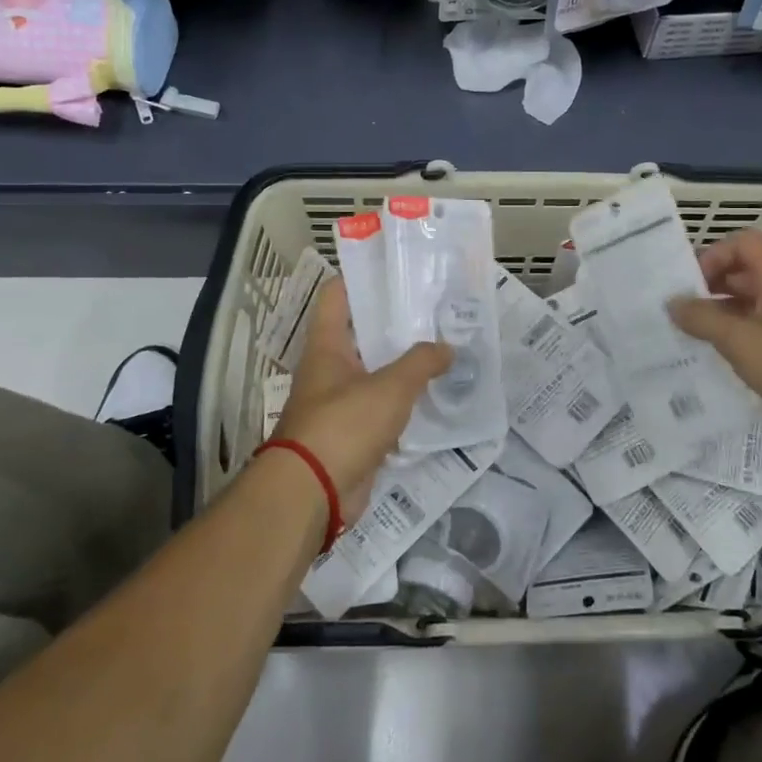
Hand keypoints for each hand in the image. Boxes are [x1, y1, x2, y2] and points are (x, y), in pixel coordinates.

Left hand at [267, 280, 449, 522]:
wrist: (313, 493)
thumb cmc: (344, 424)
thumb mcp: (390, 387)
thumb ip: (421, 363)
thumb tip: (447, 348)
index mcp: (327, 346)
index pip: (337, 295)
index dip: (362, 277)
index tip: (396, 268)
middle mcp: (329, 368)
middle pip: (361, 333)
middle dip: (394, 322)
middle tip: (434, 310)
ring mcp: (339, 402)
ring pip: (374, 371)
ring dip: (402, 363)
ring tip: (442, 347)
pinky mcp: (352, 433)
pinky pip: (381, 407)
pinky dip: (403, 401)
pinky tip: (433, 394)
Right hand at [668, 229, 761, 430]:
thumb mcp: (739, 342)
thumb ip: (702, 319)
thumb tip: (673, 303)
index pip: (741, 243)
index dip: (711, 256)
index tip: (691, 286)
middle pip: (750, 268)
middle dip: (715, 285)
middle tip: (688, 311)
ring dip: (730, 308)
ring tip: (704, 334)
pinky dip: (750, 326)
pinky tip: (735, 353)